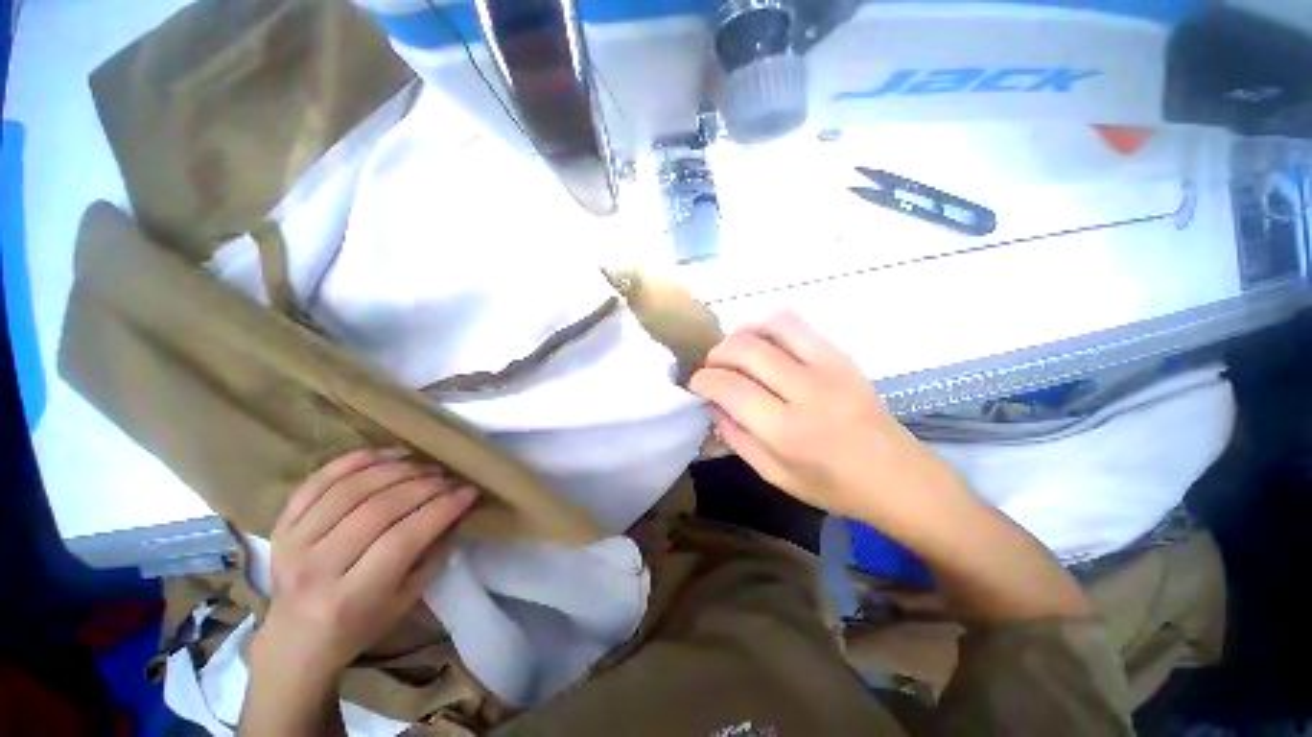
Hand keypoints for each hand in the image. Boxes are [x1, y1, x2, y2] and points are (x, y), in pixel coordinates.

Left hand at [255, 449, 477, 679]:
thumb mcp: (405, 601)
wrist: (295, 640)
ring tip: (423, 465)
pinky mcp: (281, 525)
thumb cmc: (359, 626)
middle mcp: (316, 569)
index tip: (468, 491)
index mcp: (350, 598)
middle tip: (449, 478)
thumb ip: (431, 555)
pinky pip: (318, 481)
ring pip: (350, 489)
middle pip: (377, 509)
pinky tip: (387, 455)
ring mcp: (293, 544)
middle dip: (424, 486)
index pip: (403, 539)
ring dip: (395, 469)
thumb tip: (456, 511)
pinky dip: (355, 460)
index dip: (441, 508)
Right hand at [690, 313, 956, 523]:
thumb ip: (737, 438)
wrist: (899, 477)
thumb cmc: (833, 486)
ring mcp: (829, 368)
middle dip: (716, 354)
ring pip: (772, 326)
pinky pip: (797, 326)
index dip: (703, 380)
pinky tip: (763, 344)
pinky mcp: (842, 356)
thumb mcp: (774, 475)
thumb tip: (713, 404)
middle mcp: (806, 391)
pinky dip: (768, 327)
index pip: (729, 387)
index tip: (696, 384)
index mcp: (786, 431)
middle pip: (745, 350)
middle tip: (711, 368)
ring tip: (735, 350)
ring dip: (742, 333)